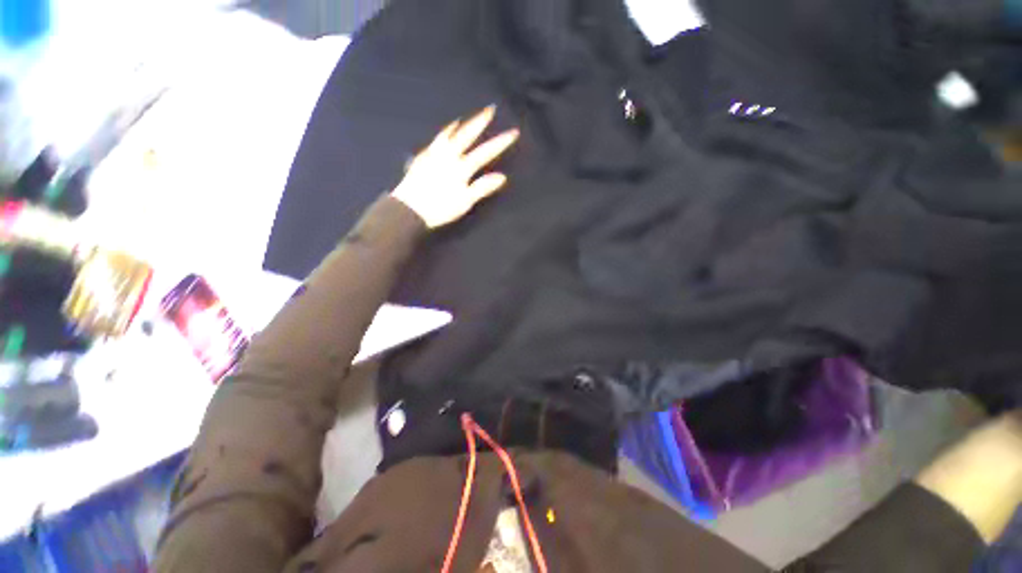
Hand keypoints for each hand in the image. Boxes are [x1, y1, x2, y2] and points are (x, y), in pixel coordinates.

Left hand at [391, 105, 519, 228]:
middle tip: (489, 109)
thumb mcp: (464, 201)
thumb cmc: (439, 208)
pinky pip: (435, 142)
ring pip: (447, 135)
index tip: (513, 132)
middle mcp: (447, 156)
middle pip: (466, 135)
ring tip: (462, 119)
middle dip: (479, 122)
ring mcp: (433, 155)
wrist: (409, 209)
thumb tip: (501, 177)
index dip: (500, 142)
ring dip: (458, 126)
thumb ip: (482, 187)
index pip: (485, 152)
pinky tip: (442, 136)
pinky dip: (442, 135)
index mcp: (461, 168)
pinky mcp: (422, 159)